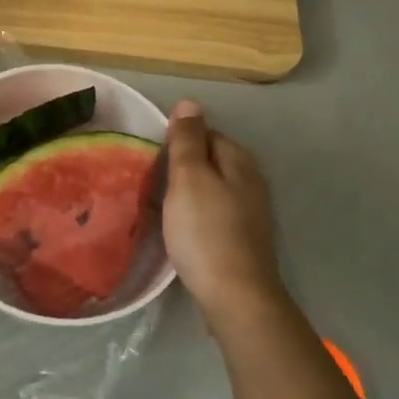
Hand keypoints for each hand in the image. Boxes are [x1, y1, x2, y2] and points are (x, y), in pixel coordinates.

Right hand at [162, 101, 284, 324]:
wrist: (234, 295)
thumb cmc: (206, 232)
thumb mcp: (189, 179)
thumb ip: (187, 140)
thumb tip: (189, 102)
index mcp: (239, 161)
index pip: (205, 133)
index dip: (177, 142)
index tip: (151, 159)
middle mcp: (250, 181)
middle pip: (208, 161)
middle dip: (180, 167)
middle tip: (148, 182)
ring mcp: (248, 212)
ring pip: (209, 188)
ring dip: (184, 193)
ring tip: (157, 205)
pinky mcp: (241, 238)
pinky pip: (211, 213)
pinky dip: (193, 215)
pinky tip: (177, 229)